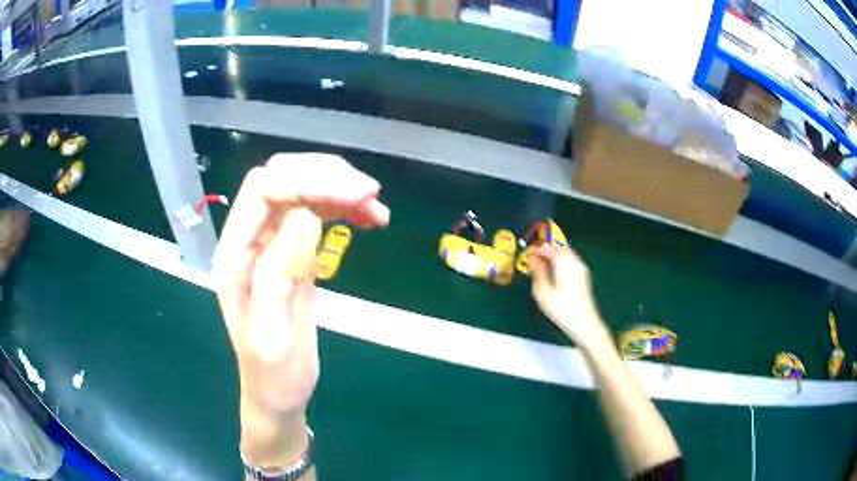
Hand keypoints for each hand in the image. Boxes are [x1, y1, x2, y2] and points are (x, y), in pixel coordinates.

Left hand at [213, 153, 388, 465]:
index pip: (264, 190)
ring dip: (339, 190)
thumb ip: (279, 273)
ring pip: (301, 191)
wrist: (277, 395)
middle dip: (326, 176)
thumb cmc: (272, 375)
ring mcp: (271, 244)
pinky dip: (343, 208)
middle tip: (371, 195)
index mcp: (235, 255)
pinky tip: (368, 219)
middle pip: (282, 178)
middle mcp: (249, 240)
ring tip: (377, 209)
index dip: (308, 181)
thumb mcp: (272, 335)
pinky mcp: (292, 253)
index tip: (357, 194)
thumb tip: (305, 215)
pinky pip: (315, 214)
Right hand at [529, 244, 608, 349]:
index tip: (526, 254)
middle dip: (545, 249)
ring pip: (565, 252)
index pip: (547, 248)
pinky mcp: (583, 274)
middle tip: (533, 258)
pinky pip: (570, 259)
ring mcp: (580, 266)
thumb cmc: (561, 308)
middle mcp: (573, 260)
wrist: (584, 322)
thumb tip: (533, 259)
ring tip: (542, 264)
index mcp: (563, 262)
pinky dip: (560, 259)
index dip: (536, 249)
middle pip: (558, 246)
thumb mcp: (543, 291)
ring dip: (553, 254)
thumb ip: (537, 271)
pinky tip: (554, 271)